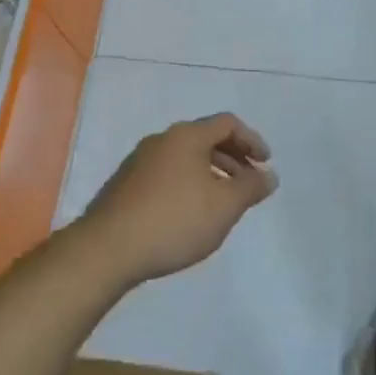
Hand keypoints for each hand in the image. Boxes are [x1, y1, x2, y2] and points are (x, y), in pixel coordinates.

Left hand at [76, 114, 276, 288]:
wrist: (106, 250)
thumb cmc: (175, 220)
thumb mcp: (225, 206)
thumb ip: (252, 187)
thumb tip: (269, 175)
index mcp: (186, 136)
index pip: (227, 123)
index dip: (252, 140)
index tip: (265, 164)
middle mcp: (161, 140)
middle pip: (205, 138)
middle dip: (233, 158)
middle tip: (248, 184)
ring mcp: (138, 163)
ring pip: (185, 159)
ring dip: (210, 173)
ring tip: (222, 203)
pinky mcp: (124, 186)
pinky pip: (166, 175)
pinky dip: (187, 185)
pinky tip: (190, 215)